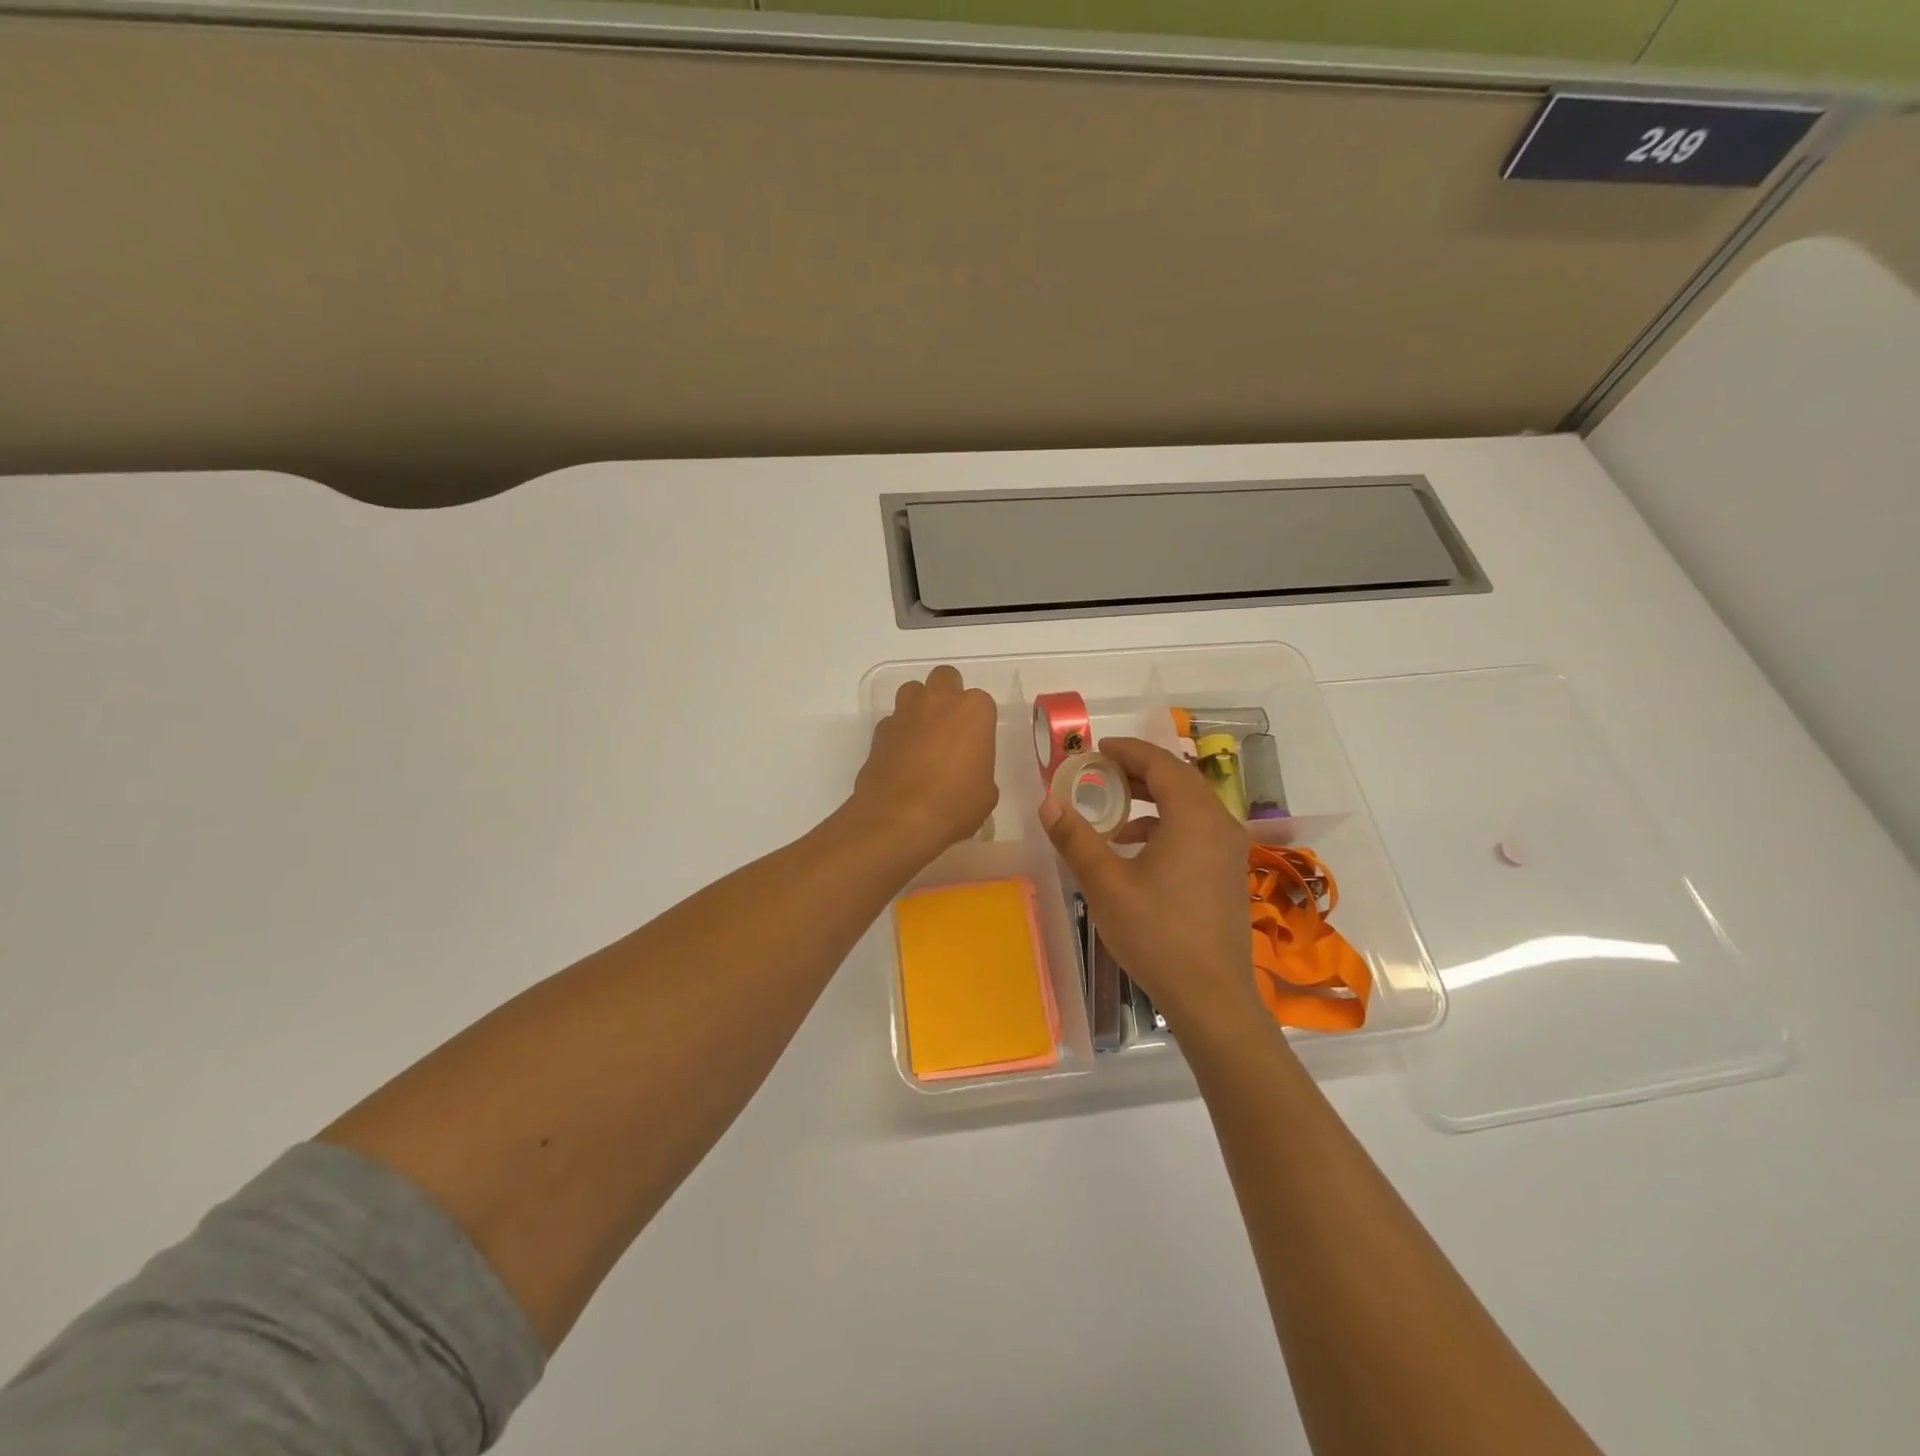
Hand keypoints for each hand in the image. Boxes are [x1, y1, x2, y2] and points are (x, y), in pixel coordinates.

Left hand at [851, 665, 998, 864]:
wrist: (900, 818)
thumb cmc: (955, 804)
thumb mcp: (986, 793)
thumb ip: (979, 771)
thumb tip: (968, 776)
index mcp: (974, 710)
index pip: (982, 702)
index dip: (979, 722)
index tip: (977, 744)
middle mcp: (939, 701)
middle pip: (944, 678)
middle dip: (948, 695)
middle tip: (951, 727)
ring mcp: (905, 713)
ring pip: (913, 691)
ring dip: (919, 705)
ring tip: (923, 735)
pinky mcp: (879, 731)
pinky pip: (892, 721)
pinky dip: (898, 733)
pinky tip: (901, 757)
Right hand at [1040, 736, 1263, 1038]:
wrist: (1211, 995)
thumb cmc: (1156, 934)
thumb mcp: (1105, 883)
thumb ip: (1075, 837)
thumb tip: (1047, 801)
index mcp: (1193, 816)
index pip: (1160, 763)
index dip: (1127, 750)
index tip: (1098, 748)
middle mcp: (1219, 823)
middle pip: (1179, 779)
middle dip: (1139, 770)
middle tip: (1102, 772)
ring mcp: (1230, 848)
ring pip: (1190, 804)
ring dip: (1153, 797)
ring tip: (1114, 808)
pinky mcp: (1229, 871)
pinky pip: (1198, 827)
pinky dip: (1167, 823)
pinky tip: (1137, 847)